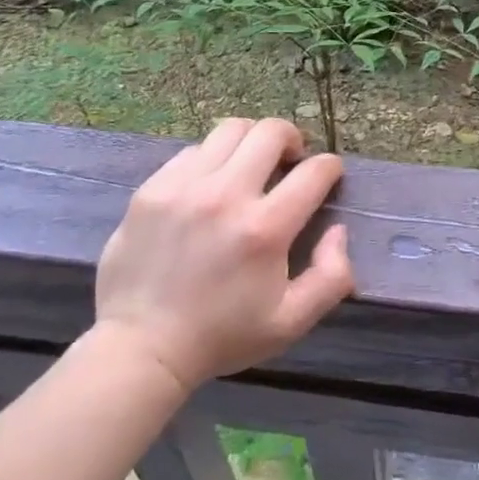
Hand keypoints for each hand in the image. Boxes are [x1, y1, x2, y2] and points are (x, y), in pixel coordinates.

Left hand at [95, 118, 353, 392]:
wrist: (141, 349)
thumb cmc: (222, 336)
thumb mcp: (291, 322)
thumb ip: (332, 276)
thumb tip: (337, 230)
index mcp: (265, 229)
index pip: (314, 171)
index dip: (330, 167)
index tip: (328, 175)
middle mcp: (227, 195)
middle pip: (271, 132)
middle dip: (292, 139)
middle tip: (290, 161)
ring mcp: (185, 187)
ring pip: (230, 130)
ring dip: (251, 141)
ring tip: (250, 164)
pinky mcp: (152, 189)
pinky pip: (192, 151)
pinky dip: (211, 159)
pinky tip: (210, 184)